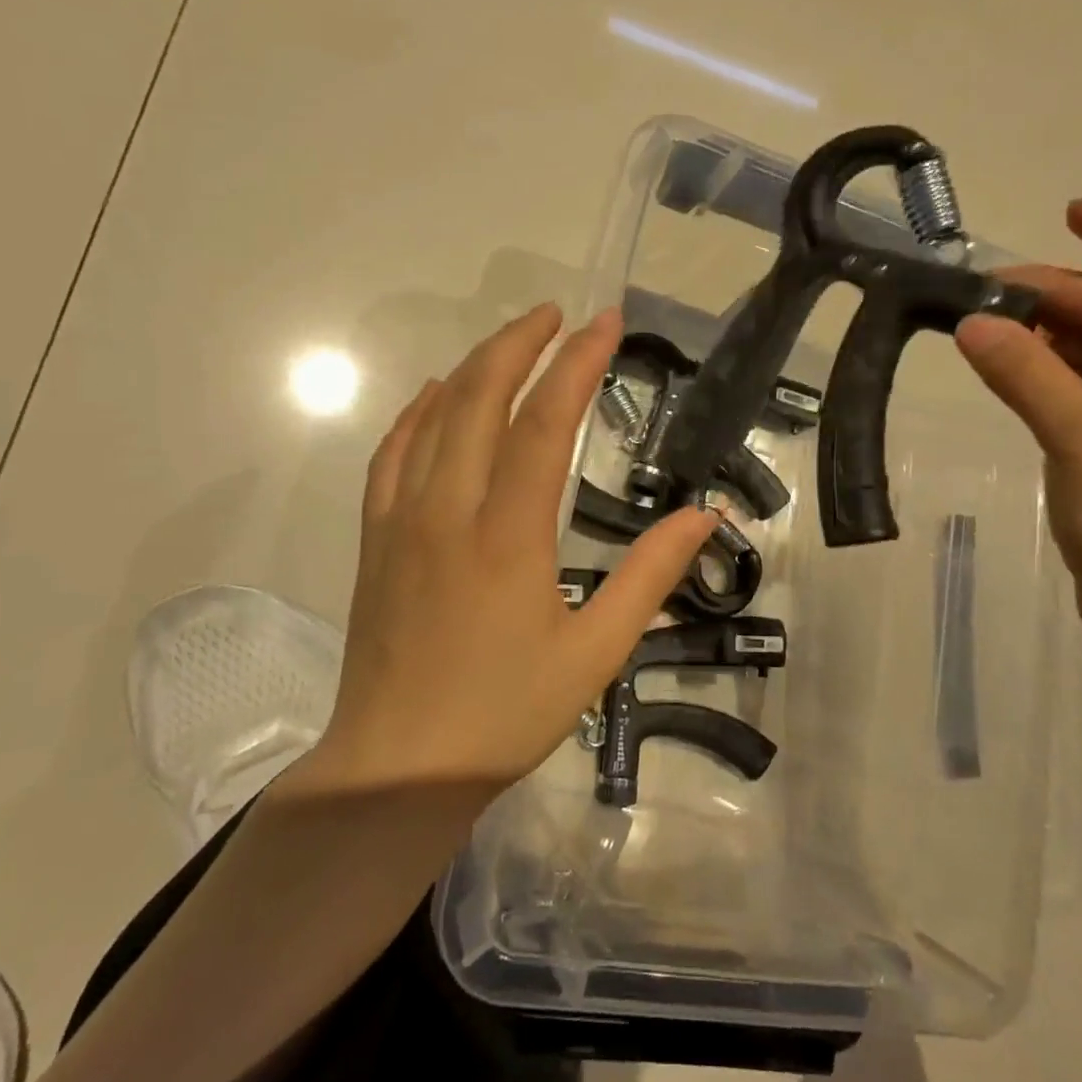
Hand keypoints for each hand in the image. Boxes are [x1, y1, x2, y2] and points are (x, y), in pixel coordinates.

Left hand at [304, 304, 716, 791]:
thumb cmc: (504, 714)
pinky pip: (392, 453)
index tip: (605, 323)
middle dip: (521, 343)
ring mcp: (402, 520)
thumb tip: (706, 516)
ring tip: (513, 340)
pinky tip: (437, 394)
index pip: (544, 423)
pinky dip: (418, 411)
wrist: (396, 768)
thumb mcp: (595, 653)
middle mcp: (449, 510)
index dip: (577, 364)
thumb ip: (650, 576)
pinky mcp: (375, 537)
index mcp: (508, 536)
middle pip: (481, 398)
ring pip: (434, 416)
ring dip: (475, 366)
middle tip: (558, 313)